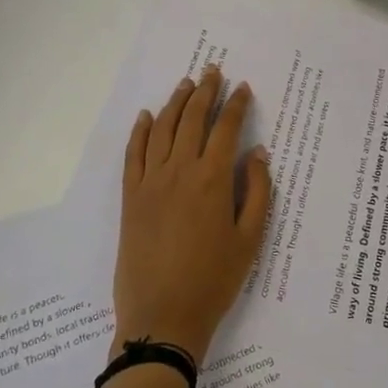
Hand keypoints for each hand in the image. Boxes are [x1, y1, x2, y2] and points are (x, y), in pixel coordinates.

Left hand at [114, 67, 272, 363]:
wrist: (162, 316)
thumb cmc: (214, 280)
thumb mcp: (249, 239)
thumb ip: (257, 191)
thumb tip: (257, 153)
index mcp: (212, 179)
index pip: (226, 128)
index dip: (236, 105)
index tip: (244, 88)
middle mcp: (179, 170)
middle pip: (191, 119)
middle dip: (205, 91)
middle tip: (213, 70)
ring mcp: (150, 182)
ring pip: (161, 129)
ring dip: (175, 102)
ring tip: (186, 84)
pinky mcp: (129, 197)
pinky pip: (133, 154)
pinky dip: (139, 130)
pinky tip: (146, 115)